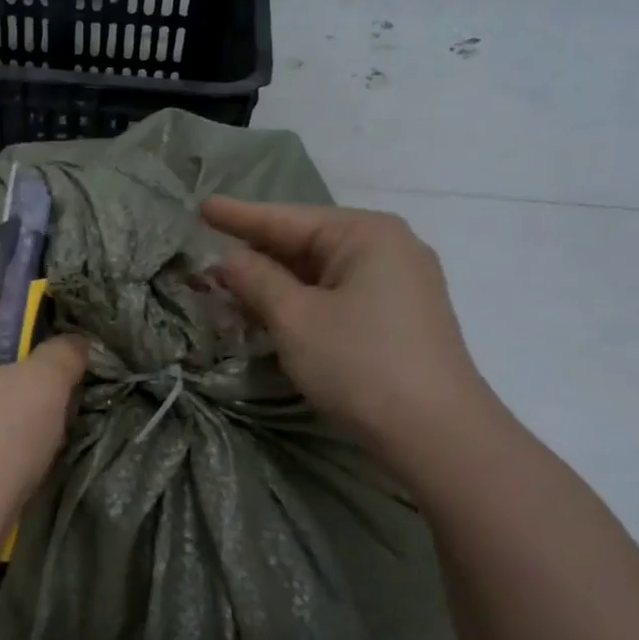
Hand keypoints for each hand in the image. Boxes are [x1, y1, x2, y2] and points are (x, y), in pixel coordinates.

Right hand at [202, 196, 495, 468]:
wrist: (436, 432)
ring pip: (320, 274)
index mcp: (365, 234)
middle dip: (256, 256)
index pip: (287, 219)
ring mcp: (399, 283)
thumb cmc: (359, 363)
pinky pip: (338, 296)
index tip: (202, 207)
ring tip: (230, 292)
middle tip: (208, 263)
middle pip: (306, 244)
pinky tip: (272, 315)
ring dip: (275, 285)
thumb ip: (257, 280)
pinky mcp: (399, 317)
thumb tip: (228, 258)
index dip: (239, 216)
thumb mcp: (295, 319)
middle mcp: (387, 247)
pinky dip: (302, 303)